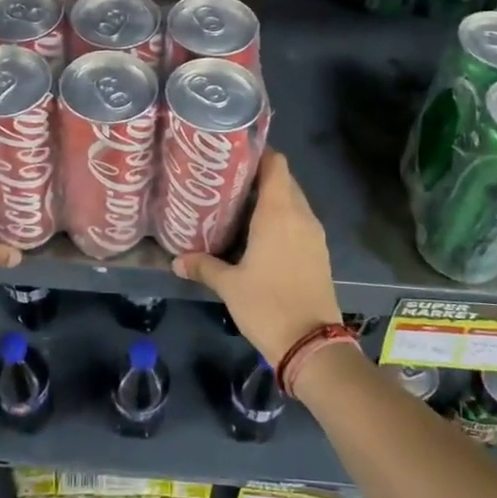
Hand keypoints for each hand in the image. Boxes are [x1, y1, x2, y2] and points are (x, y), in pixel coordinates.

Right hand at [171, 152, 340, 365]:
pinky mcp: (319, 252)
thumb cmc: (268, 305)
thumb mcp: (229, 286)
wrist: (311, 344)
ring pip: (294, 202)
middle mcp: (301, 216)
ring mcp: (314, 234)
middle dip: (260, 176)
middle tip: (228, 181)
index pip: (276, 164)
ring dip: (272, 199)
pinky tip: (260, 234)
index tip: (234, 154)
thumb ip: (203, 267)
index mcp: (279, 213)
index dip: (259, 153)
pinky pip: (300, 222)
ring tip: (240, 205)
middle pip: (284, 180)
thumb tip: (177, 261)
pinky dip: (283, 219)